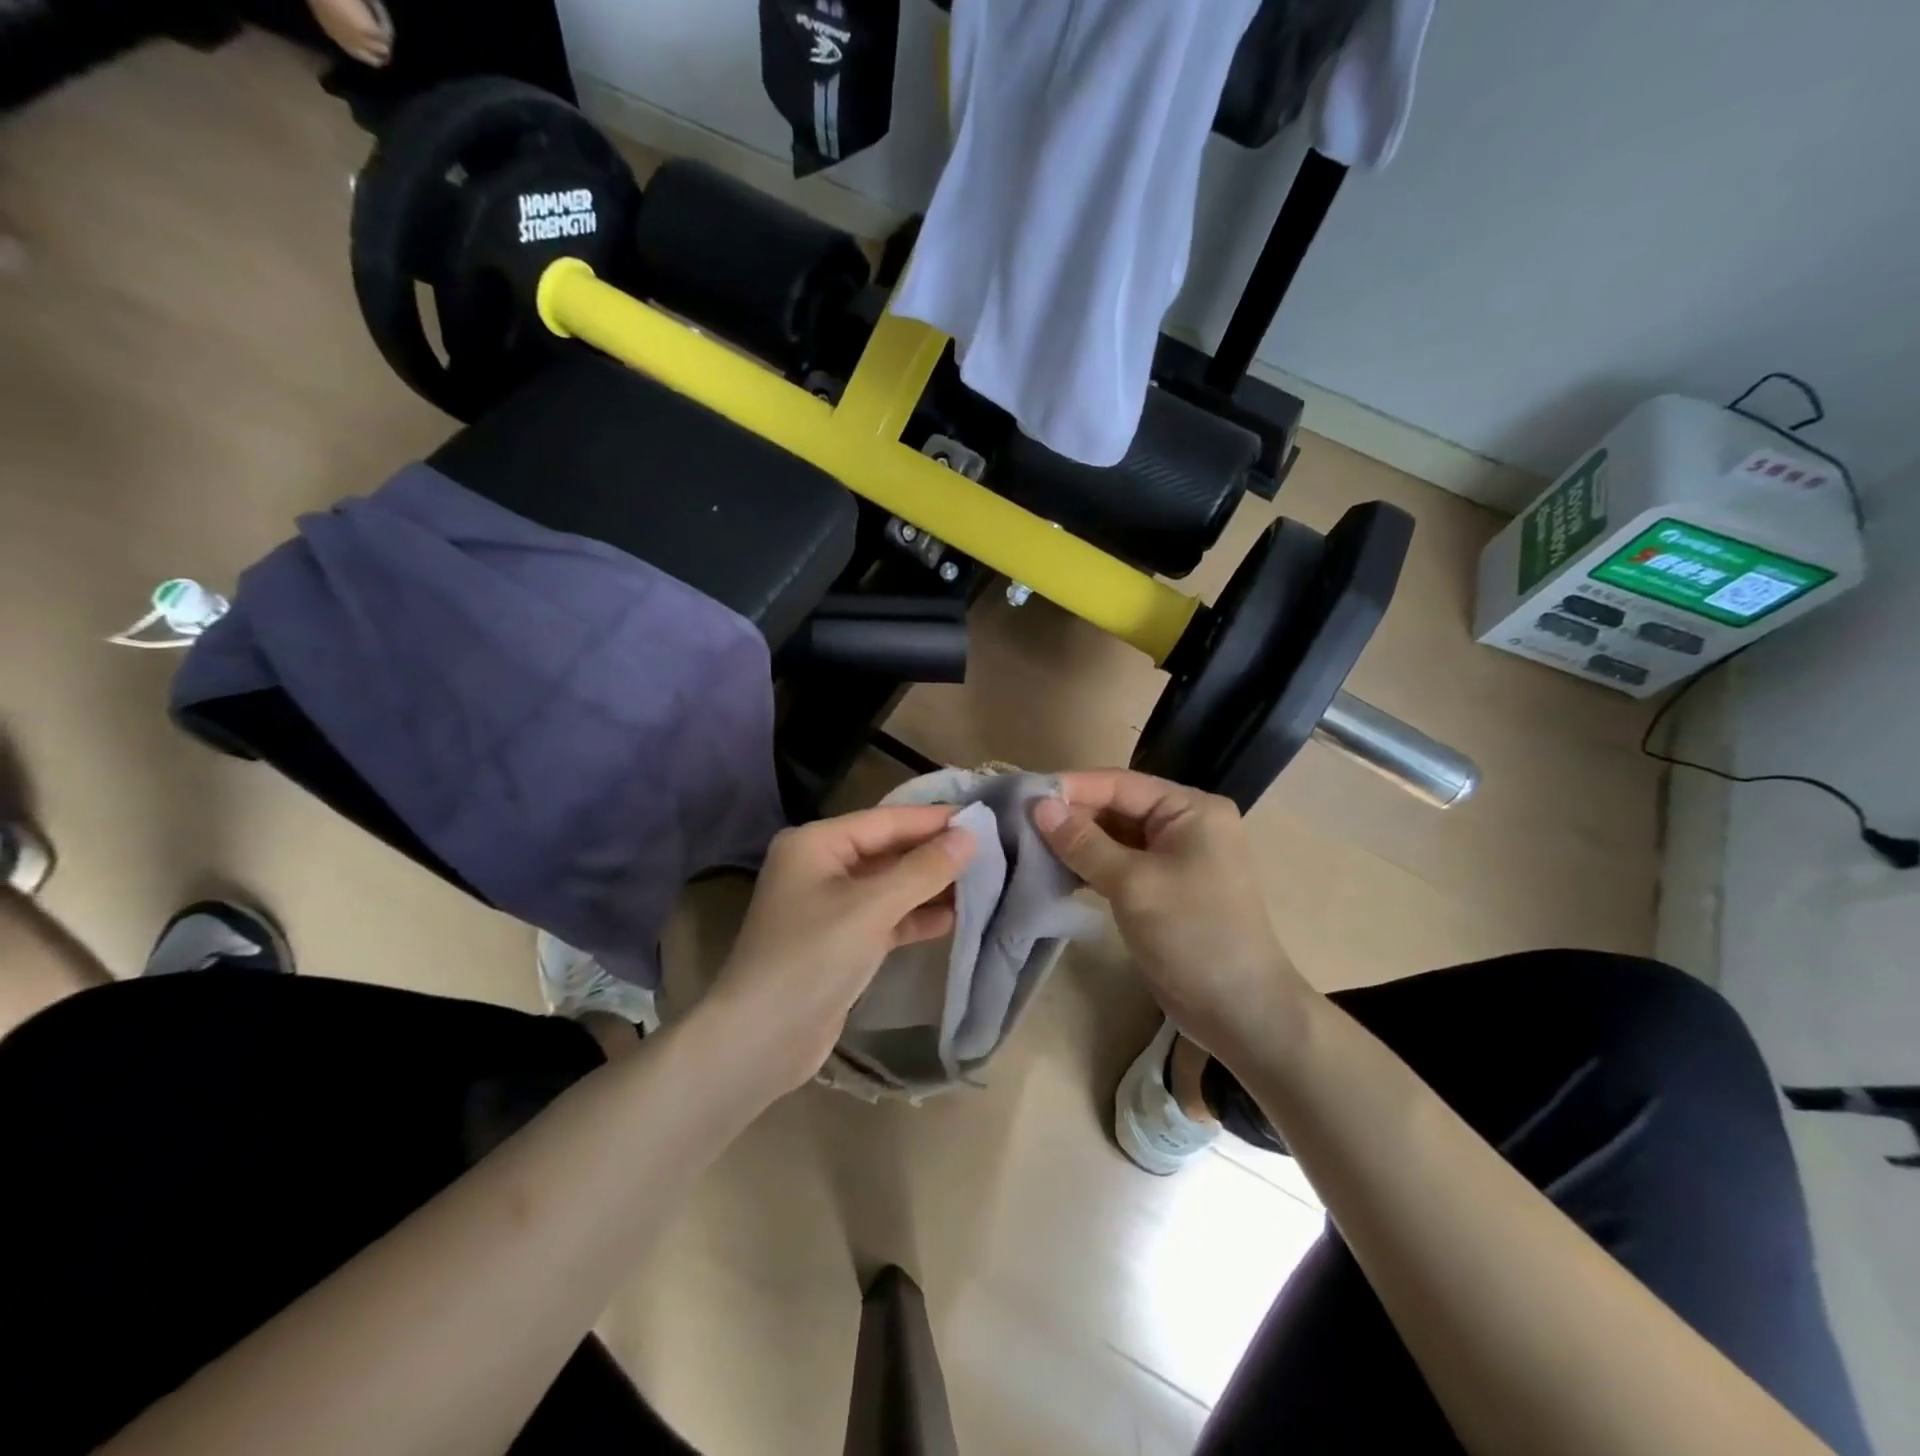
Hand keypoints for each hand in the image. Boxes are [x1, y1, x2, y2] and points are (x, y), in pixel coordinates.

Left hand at [702, 805, 975, 1096]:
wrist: (761, 1041)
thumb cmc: (812, 958)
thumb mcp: (871, 908)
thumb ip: (923, 870)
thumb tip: (969, 836)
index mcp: (816, 844)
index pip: (886, 820)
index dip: (933, 819)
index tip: (983, 816)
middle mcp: (821, 867)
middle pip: (888, 851)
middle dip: (935, 852)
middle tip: (990, 848)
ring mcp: (830, 907)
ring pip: (891, 886)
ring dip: (931, 886)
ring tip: (984, 880)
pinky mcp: (842, 942)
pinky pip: (886, 918)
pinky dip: (917, 917)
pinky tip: (956, 918)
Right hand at [1033, 770, 1305, 1063]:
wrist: (1239, 1011)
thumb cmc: (1192, 934)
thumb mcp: (1134, 883)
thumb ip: (1084, 842)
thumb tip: (1039, 807)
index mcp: (1191, 809)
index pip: (1121, 784)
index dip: (1073, 788)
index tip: (1024, 796)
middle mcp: (1185, 824)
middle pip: (1117, 807)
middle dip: (1072, 815)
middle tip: (1019, 823)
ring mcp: (1174, 857)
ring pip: (1114, 836)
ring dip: (1076, 842)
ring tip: (1029, 845)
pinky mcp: (1162, 887)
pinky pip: (1119, 863)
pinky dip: (1089, 865)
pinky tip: (1054, 870)